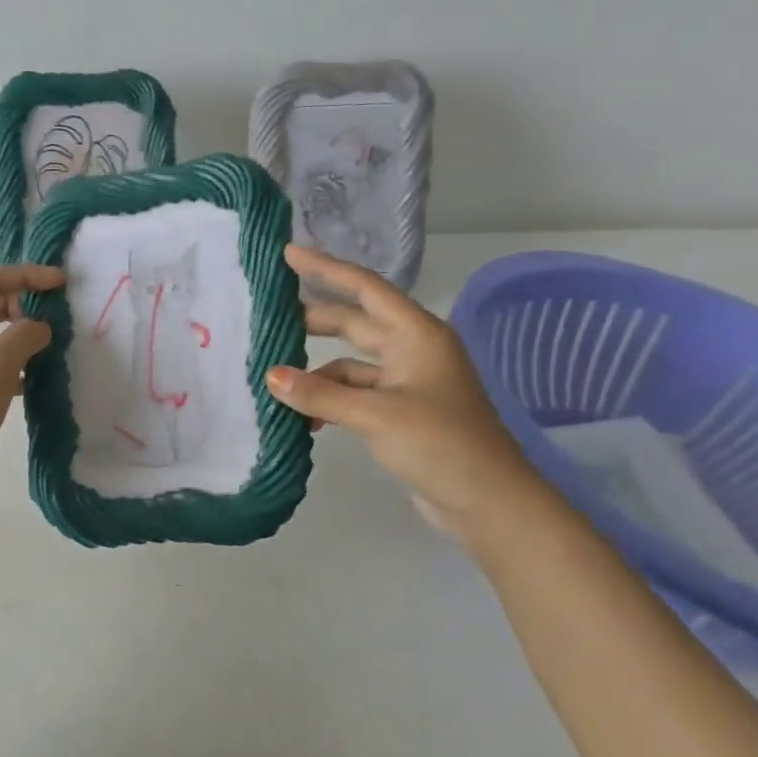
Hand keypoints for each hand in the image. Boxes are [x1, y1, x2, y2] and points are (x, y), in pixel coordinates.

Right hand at [267, 245, 546, 535]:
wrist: (489, 503)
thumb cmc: (440, 444)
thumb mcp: (375, 415)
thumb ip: (320, 394)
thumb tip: (271, 376)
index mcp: (416, 334)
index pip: (364, 288)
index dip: (325, 268)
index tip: (287, 253)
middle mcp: (412, 350)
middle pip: (354, 322)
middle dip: (314, 319)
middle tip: (269, 316)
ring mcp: (408, 382)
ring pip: (351, 363)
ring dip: (318, 371)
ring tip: (276, 380)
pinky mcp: (402, 412)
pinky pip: (356, 393)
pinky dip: (331, 400)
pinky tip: (306, 418)